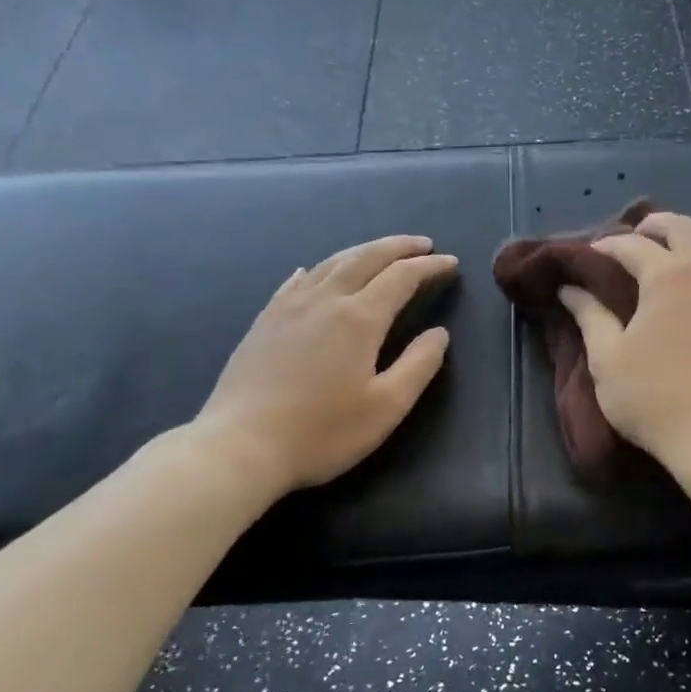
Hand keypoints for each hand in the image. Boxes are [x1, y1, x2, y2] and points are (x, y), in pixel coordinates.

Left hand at [192, 235, 457, 499]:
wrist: (240, 447)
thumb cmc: (322, 432)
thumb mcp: (386, 407)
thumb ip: (419, 365)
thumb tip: (439, 333)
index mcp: (359, 318)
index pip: (402, 277)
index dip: (429, 267)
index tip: (451, 263)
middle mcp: (325, 300)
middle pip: (366, 258)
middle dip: (398, 247)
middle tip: (423, 244)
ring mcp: (289, 307)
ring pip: (331, 263)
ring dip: (362, 251)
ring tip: (381, 252)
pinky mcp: (264, 322)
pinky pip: (295, 281)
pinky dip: (316, 269)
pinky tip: (312, 270)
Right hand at [559, 211, 690, 468]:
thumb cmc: (657, 399)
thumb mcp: (608, 360)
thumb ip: (589, 317)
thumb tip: (570, 288)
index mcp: (669, 276)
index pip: (633, 245)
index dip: (608, 245)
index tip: (593, 254)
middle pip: (687, 228)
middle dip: (658, 225)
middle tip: (642, 235)